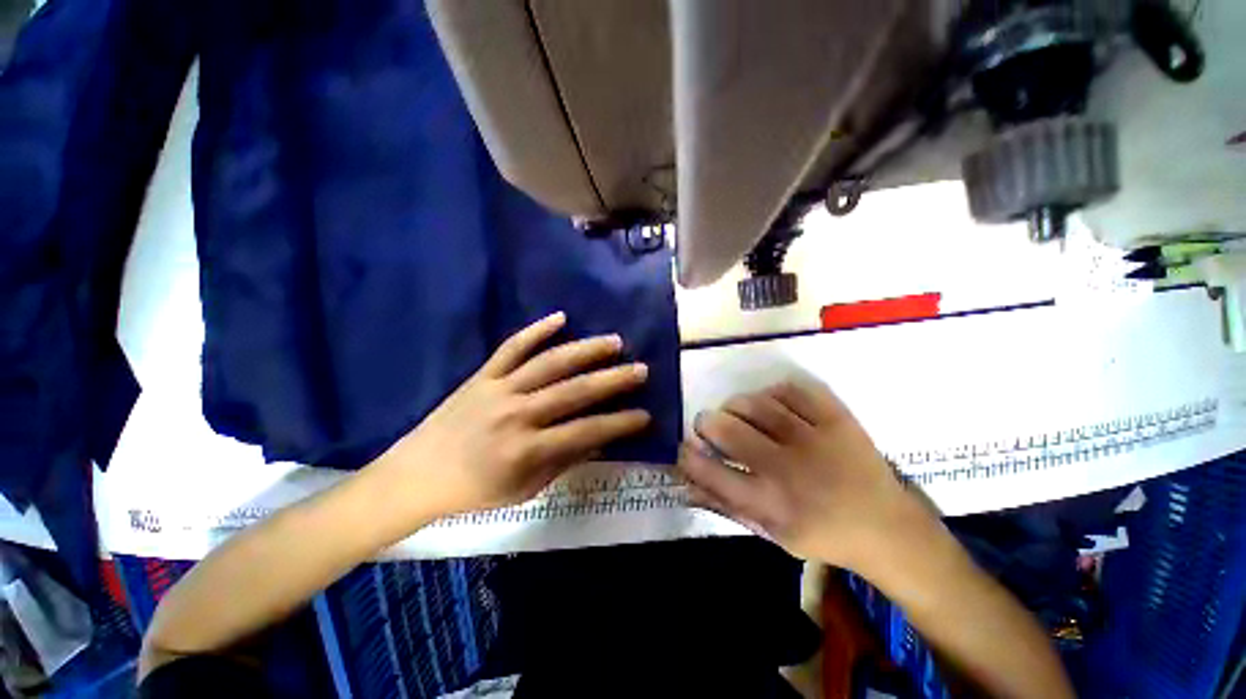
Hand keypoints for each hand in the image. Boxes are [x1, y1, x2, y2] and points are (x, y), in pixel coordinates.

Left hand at [373, 312, 650, 519]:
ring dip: (586, 350)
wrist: (416, 476)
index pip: (586, 432)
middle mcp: (517, 413)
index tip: (645, 415)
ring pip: (550, 363)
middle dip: (613, 380)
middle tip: (641, 370)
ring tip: (614, 341)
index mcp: (527, 449)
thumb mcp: (525, 489)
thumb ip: (563, 461)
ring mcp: (499, 388)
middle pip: (575, 391)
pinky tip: (560, 317)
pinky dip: (536, 330)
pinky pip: (512, 347)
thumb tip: (599, 440)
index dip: (619, 424)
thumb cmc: (474, 490)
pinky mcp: (483, 375)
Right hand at [677, 380, 934, 569]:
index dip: (687, 455)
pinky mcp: (837, 419)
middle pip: (727, 430)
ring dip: (735, 405)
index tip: (685, 447)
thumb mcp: (770, 533)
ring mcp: (815, 440)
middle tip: (707, 423)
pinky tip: (771, 404)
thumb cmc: (822, 534)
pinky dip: (772, 393)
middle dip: (705, 422)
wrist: (888, 528)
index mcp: (770, 504)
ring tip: (736, 411)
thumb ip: (726, 506)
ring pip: (755, 404)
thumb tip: (686, 484)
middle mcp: (787, 470)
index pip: (710, 472)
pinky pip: (792, 390)